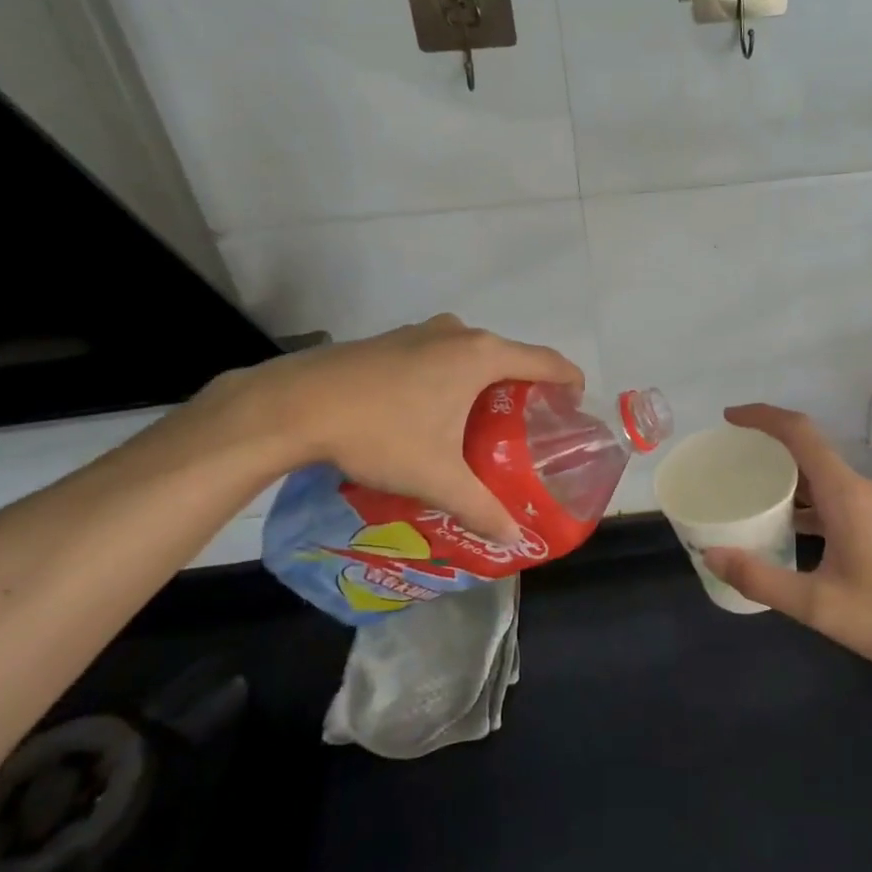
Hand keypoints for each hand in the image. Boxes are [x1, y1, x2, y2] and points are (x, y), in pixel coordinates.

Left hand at [217, 314, 583, 542]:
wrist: (295, 404)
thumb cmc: (380, 432)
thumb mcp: (436, 477)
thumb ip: (481, 508)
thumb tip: (514, 540)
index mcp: (482, 356)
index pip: (547, 361)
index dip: (569, 382)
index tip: (575, 407)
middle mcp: (459, 333)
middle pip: (512, 356)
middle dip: (527, 387)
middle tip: (529, 427)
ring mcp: (423, 331)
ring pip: (474, 353)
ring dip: (488, 381)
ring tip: (484, 422)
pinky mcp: (394, 339)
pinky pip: (443, 353)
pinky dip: (455, 375)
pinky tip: (435, 411)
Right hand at [703, 405, 871, 674]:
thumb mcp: (817, 603)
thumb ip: (762, 579)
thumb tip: (711, 554)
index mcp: (842, 492)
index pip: (799, 432)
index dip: (763, 417)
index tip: (729, 418)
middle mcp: (854, 488)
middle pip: (806, 447)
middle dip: (766, 442)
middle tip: (727, 455)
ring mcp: (865, 506)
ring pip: (817, 473)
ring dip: (783, 472)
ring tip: (745, 486)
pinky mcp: (870, 524)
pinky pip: (827, 495)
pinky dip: (799, 499)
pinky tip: (781, 525)